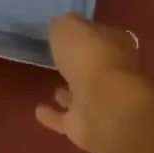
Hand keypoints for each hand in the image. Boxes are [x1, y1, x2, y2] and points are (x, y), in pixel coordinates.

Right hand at [36, 14, 153, 152]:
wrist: (104, 106)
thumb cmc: (90, 57)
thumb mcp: (69, 26)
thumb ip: (63, 26)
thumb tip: (61, 29)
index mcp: (115, 45)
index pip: (102, 36)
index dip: (87, 34)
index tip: (70, 34)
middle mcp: (114, 73)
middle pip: (95, 66)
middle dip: (81, 65)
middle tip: (60, 61)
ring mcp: (103, 102)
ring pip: (84, 95)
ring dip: (70, 93)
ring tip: (52, 88)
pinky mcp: (88, 127)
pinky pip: (67, 119)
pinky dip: (54, 116)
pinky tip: (38, 111)